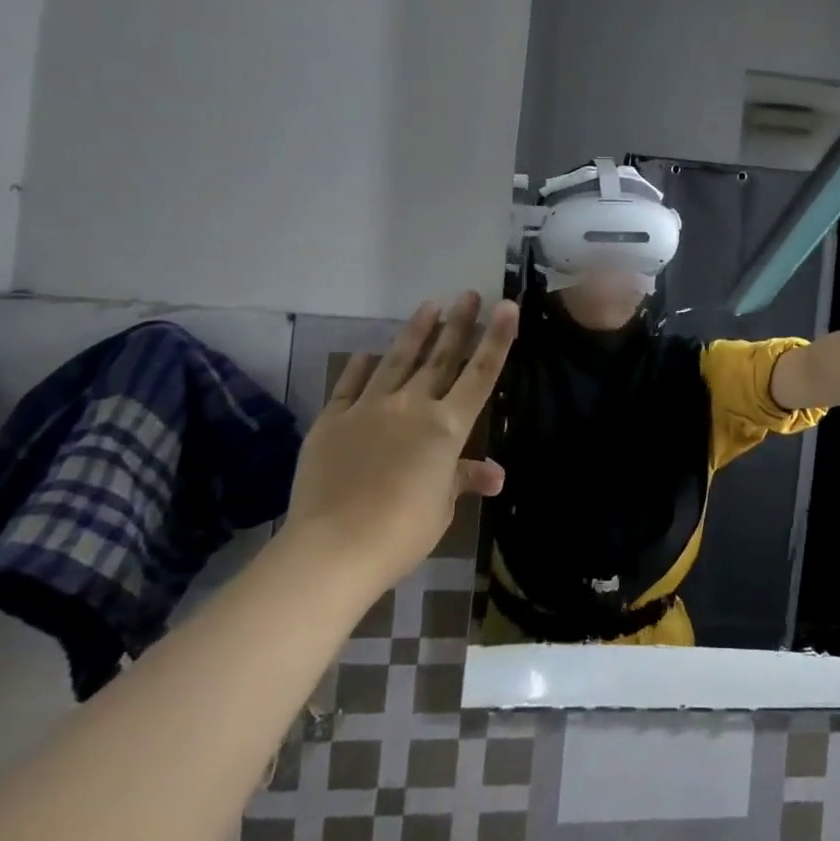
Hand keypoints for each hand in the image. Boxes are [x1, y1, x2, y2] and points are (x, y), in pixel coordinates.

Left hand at [282, 292, 517, 581]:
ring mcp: (370, 408)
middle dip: (459, 323)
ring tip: (430, 305)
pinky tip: (367, 353)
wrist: (333, 547)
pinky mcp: (333, 420)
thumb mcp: (441, 507)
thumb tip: (496, 474)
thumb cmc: (401, 532)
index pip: (481, 374)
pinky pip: (350, 385)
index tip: (507, 305)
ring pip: (398, 360)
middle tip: (469, 294)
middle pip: (441, 357)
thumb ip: (463, 479)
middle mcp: (413, 406)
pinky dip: (361, 367)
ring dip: (416, 332)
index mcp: (447, 427)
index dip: (496, 338)